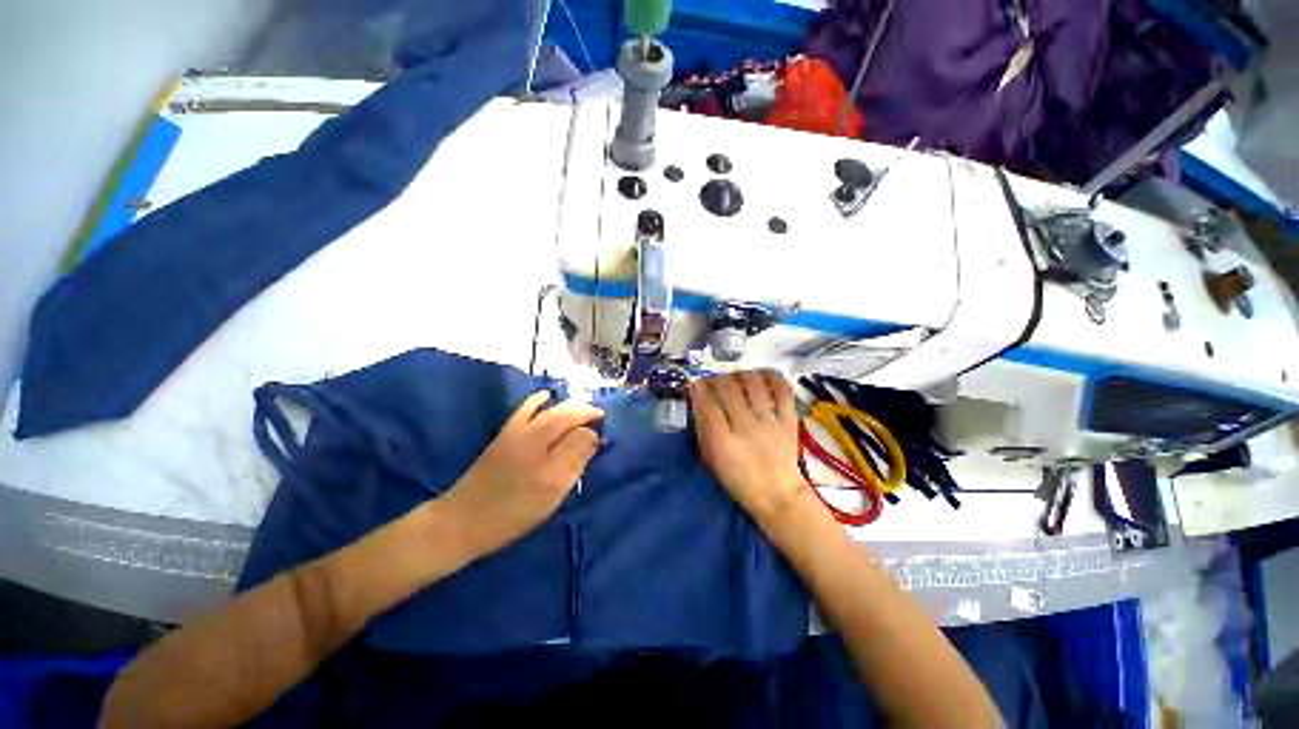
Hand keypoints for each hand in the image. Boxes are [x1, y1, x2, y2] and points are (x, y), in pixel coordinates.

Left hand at [442, 391, 602, 555]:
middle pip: (560, 411)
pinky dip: (536, 403)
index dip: (590, 416)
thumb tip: (591, 433)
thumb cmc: (514, 509)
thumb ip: (574, 456)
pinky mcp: (502, 439)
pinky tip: (543, 398)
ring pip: (544, 410)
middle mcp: (528, 428)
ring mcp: (512, 432)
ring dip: (564, 406)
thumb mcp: (552, 487)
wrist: (462, 522)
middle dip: (580, 409)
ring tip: (579, 409)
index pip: (573, 418)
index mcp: (542, 439)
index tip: (605, 419)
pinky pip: (524, 412)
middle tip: (597, 414)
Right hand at [690, 371, 804, 524]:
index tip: (696, 384)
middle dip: (715, 379)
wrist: (778, 494)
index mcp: (723, 442)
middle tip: (713, 383)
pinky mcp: (789, 418)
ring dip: (739, 374)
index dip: (698, 388)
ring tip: (735, 379)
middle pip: (727, 386)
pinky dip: (770, 376)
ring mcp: (770, 420)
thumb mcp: (711, 458)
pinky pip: (782, 388)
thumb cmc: (738, 478)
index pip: (707, 403)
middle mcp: (746, 426)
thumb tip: (698, 398)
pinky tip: (760, 377)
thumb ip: (703, 427)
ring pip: (752, 381)